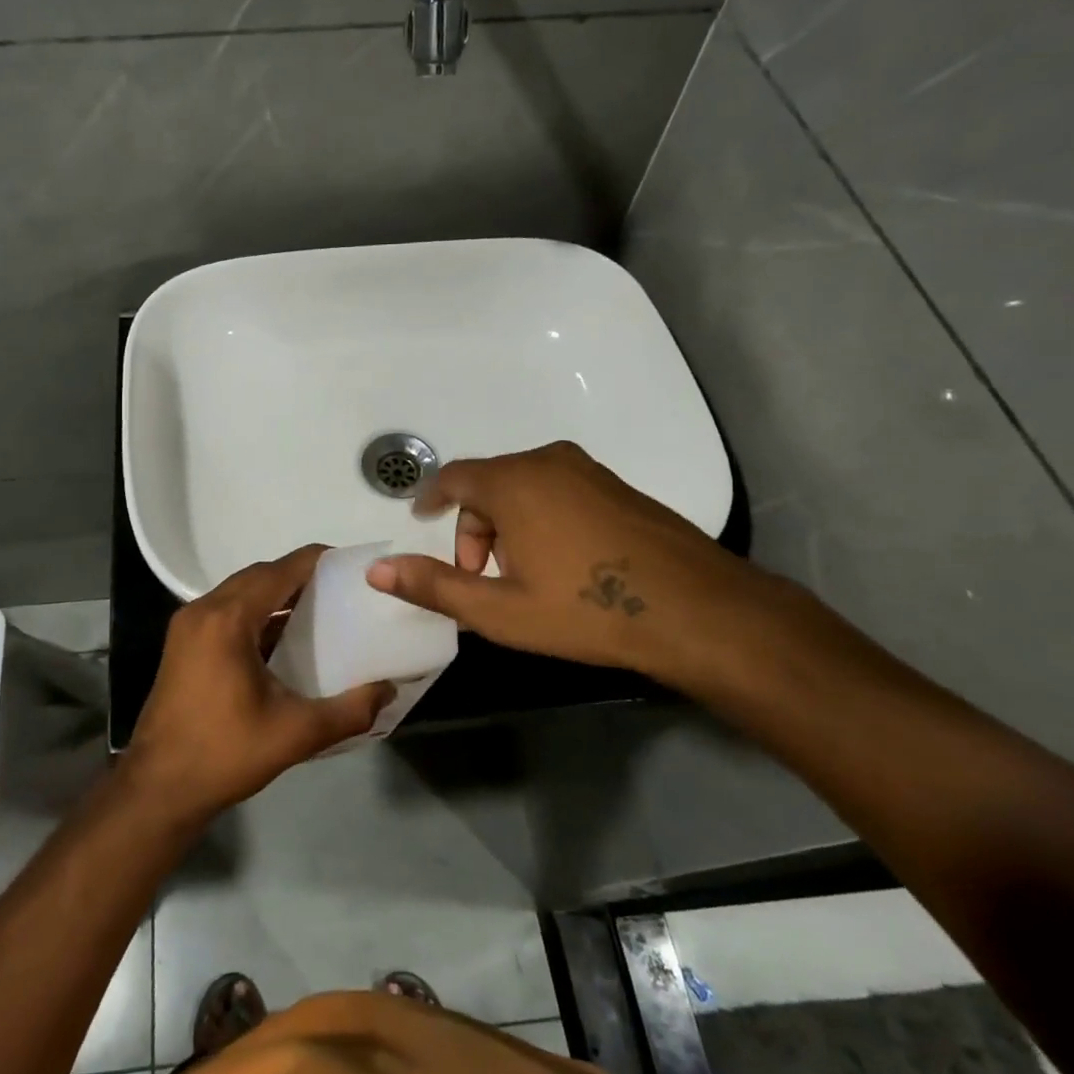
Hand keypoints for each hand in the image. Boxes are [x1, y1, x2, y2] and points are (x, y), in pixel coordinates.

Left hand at [125, 546, 393, 821]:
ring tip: (321, 611)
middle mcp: (204, 610)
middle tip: (343, 591)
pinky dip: (257, 614)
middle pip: (260, 575)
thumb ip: (350, 710)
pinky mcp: (183, 644)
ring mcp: (188, 626)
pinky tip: (284, 638)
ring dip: (277, 595)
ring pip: (241, 592)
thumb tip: (389, 689)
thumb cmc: (224, 754)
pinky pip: (227, 611)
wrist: (158, 788)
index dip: (318, 561)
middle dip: (300, 576)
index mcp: (228, 619)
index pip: (281, 570)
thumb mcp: (296, 734)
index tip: (353, 566)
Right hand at [365, 442, 770, 690]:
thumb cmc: (586, 609)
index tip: (421, 523)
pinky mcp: (617, 486)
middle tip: (481, 577)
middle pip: (488, 484)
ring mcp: (588, 471)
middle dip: (473, 528)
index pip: (453, 478)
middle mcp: (548, 462)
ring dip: (507, 524)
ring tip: (523, 576)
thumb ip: (434, 586)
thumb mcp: (500, 610)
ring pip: (524, 487)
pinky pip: (558, 490)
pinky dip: (541, 517)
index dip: (430, 500)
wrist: (696, 611)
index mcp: (514, 483)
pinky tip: (563, 563)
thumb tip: (377, 571)